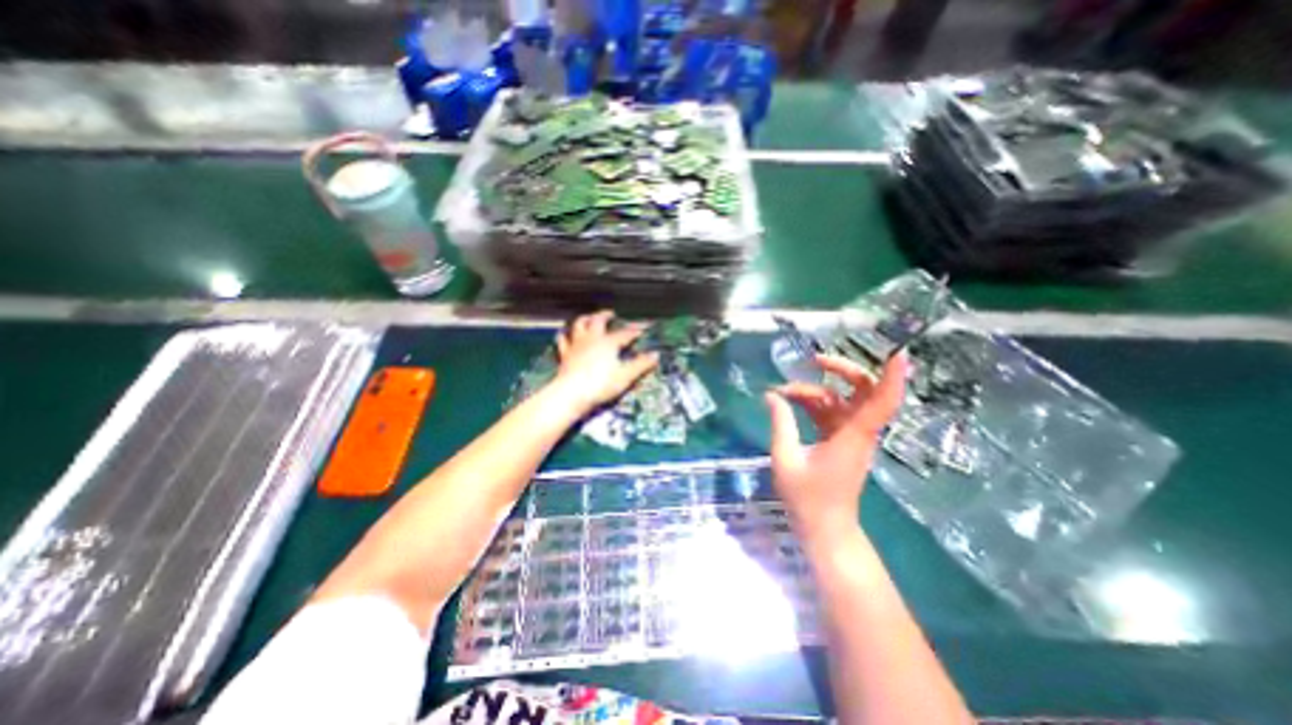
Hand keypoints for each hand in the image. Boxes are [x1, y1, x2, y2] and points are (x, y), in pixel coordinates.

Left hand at [551, 308, 658, 416]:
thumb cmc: (600, 385)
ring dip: (585, 319)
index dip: (635, 329)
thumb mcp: (625, 376)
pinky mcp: (565, 355)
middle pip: (598, 321)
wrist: (571, 394)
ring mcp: (576, 345)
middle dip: (605, 315)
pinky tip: (564, 334)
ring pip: (579, 325)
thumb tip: (655, 355)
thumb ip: (641, 365)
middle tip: (611, 314)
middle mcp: (592, 339)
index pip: (626, 333)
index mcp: (608, 342)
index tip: (644, 326)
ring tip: (589, 318)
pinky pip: (563, 341)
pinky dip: (565, 335)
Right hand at [766, 354, 905, 547]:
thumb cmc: (807, 498)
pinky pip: (829, 412)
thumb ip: (780, 423)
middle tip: (813, 361)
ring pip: (839, 400)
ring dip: (813, 390)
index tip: (898, 351)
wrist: (824, 528)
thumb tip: (771, 395)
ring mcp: (850, 436)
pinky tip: (789, 402)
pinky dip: (811, 403)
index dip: (893, 376)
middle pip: (863, 390)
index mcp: (852, 436)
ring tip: (782, 391)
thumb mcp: (786, 459)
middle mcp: (858, 431)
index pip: (881, 401)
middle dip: (841, 370)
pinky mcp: (840, 441)